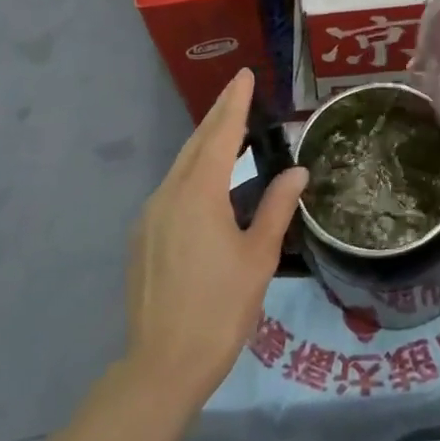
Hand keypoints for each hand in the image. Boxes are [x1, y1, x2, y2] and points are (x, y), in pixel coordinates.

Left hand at [126, 69, 308, 408]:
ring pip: (181, 167)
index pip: (220, 135)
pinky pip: (172, 190)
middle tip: (239, 91)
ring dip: (206, 145)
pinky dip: (194, 173)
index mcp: (198, 194)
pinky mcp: (143, 237)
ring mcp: (150, 216)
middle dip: (219, 115)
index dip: (234, 103)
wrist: (163, 365)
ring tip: (230, 131)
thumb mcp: (259, 256)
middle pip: (196, 144)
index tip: (244, 75)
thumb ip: (277, 207)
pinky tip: (210, 184)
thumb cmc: (221, 308)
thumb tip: (297, 171)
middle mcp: (168, 195)